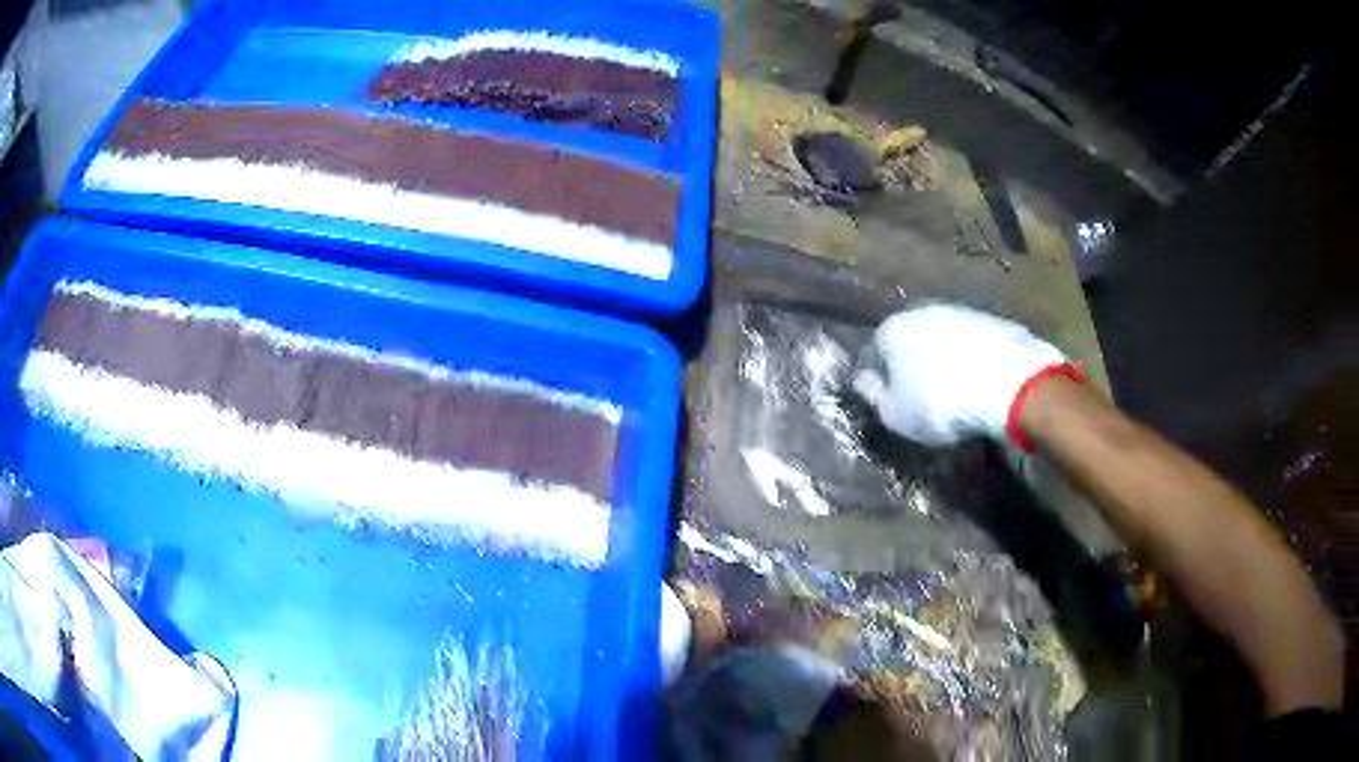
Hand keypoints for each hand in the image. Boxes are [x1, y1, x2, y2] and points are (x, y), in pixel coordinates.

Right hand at [852, 303, 1073, 445]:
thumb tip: (864, 381)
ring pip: (944, 337)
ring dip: (946, 358)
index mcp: (892, 330)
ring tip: (957, 390)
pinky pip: (974, 342)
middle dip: (914, 362)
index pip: (876, 349)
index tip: (891, 398)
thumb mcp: (897, 417)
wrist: (1007, 383)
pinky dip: (973, 358)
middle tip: (923, 394)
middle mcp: (922, 311)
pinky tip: (982, 382)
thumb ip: (875, 397)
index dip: (882, 376)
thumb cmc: (941, 404)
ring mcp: (961, 312)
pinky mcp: (993, 320)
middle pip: (911, 338)